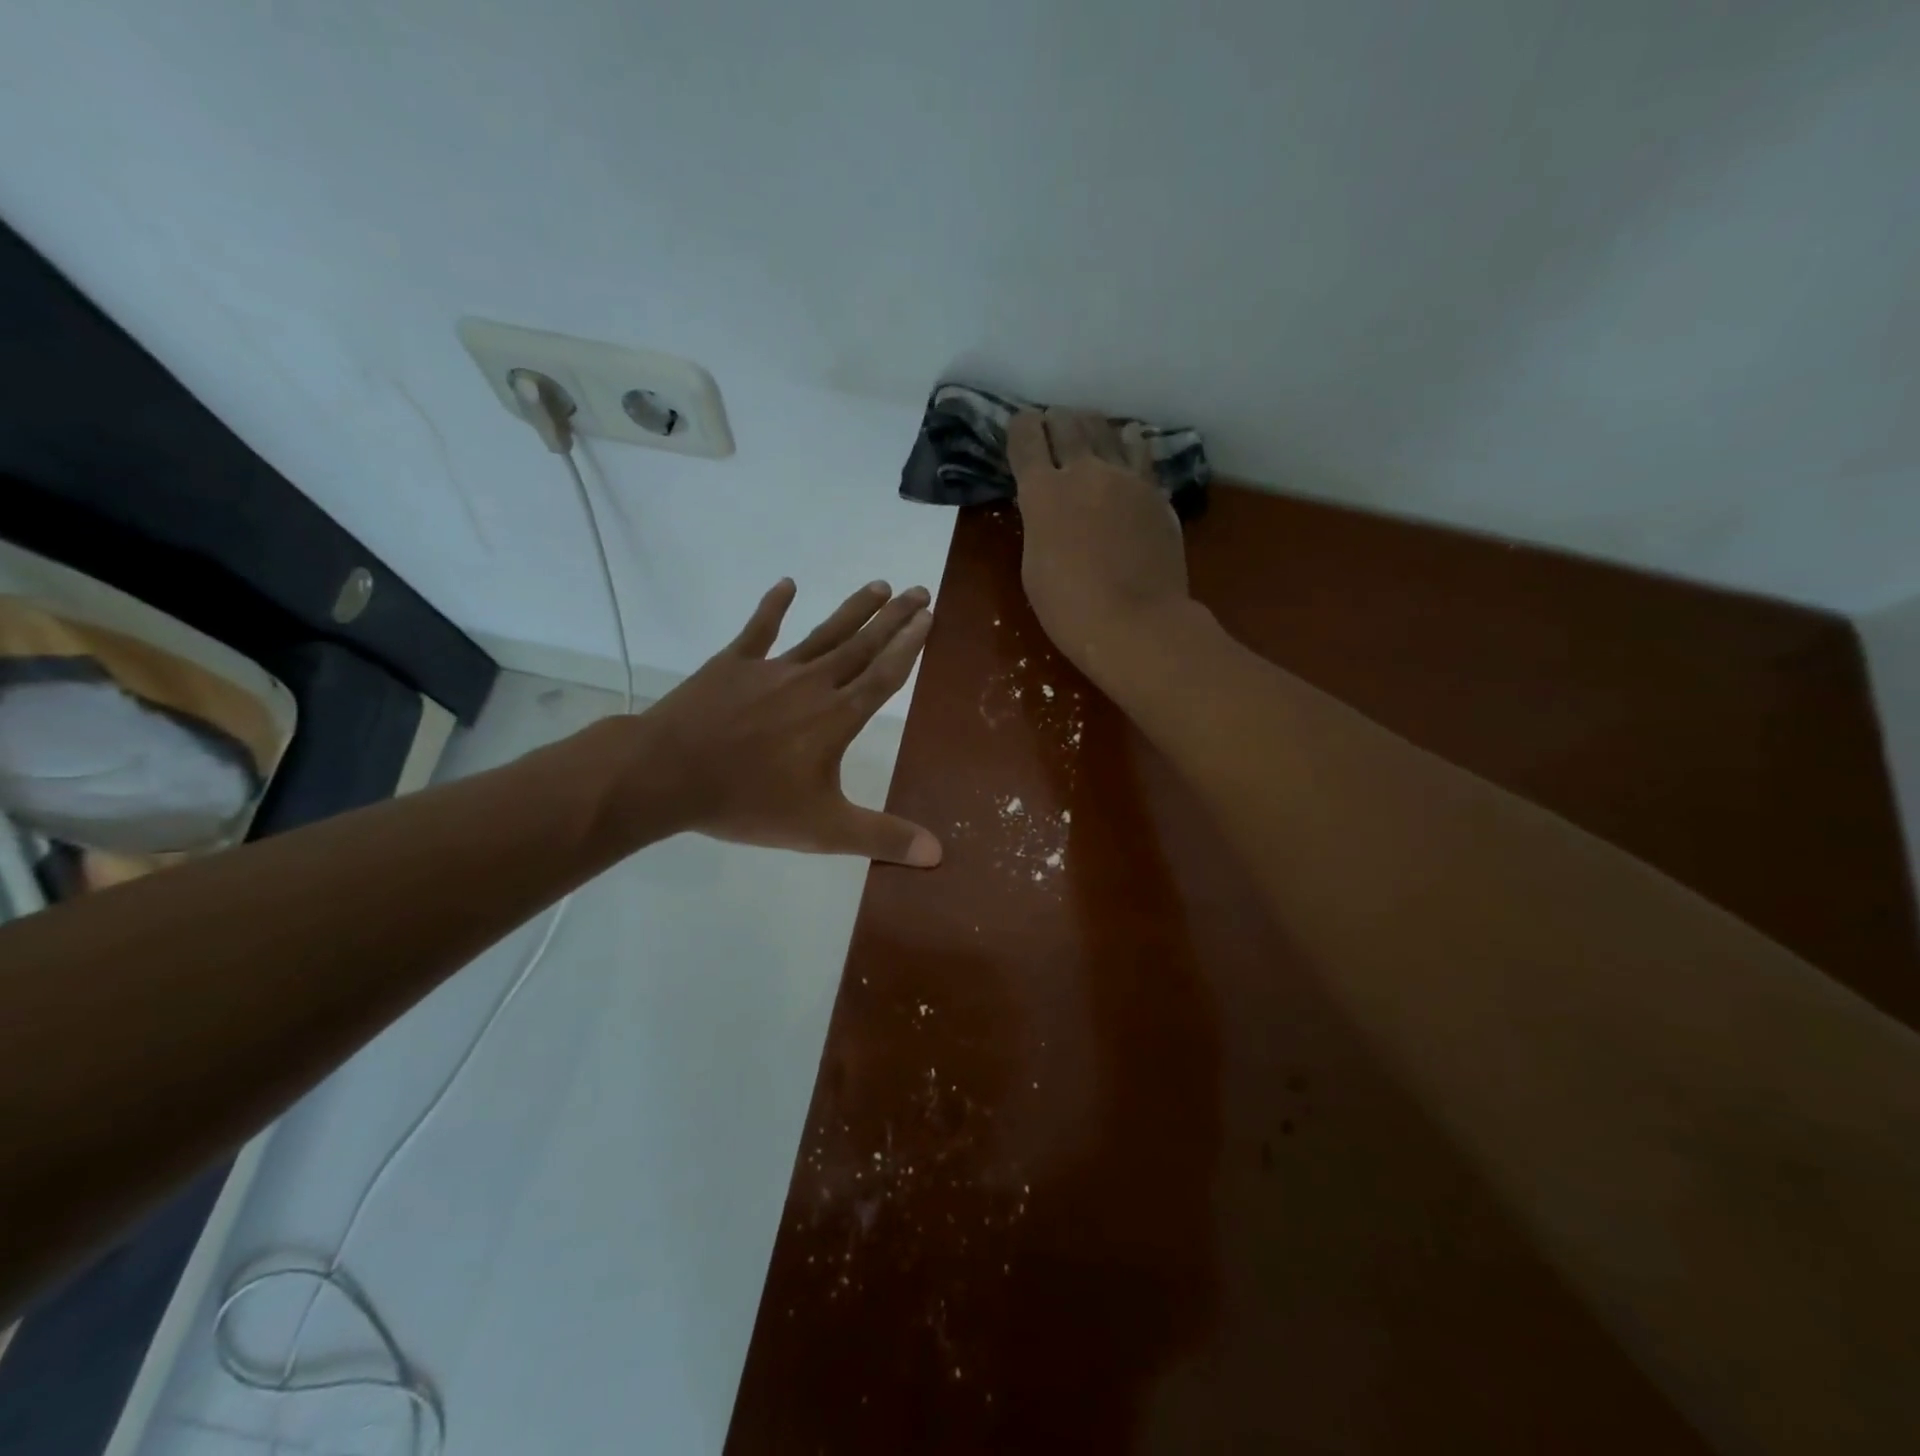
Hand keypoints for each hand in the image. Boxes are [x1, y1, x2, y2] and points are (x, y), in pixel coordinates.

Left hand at [630, 579, 940, 865]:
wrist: (668, 775)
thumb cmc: (749, 801)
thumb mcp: (823, 829)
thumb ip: (881, 837)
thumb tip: (937, 853)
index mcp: (837, 717)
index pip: (884, 675)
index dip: (909, 646)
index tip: (929, 618)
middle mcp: (812, 683)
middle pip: (862, 646)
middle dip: (894, 619)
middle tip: (921, 591)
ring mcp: (771, 669)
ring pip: (823, 633)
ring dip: (853, 609)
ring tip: (880, 585)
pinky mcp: (733, 664)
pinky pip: (759, 630)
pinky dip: (774, 605)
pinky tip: (788, 584)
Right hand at [1008, 409, 1190, 682]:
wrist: (1135, 623)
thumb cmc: (1069, 608)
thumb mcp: (1034, 566)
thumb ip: (1039, 524)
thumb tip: (1048, 506)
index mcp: (1042, 493)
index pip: (1026, 438)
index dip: (1021, 427)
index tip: (1022, 427)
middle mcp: (1084, 471)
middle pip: (1068, 423)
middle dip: (1056, 421)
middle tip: (1054, 427)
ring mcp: (1126, 477)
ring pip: (1107, 430)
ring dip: (1092, 427)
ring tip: (1089, 431)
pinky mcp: (1156, 491)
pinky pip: (1140, 453)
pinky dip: (1128, 444)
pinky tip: (1128, 445)